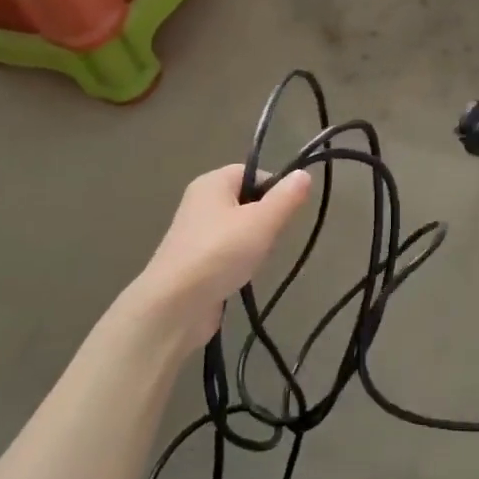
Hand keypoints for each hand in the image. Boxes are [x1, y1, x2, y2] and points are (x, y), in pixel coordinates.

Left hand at [122, 164, 312, 345]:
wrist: (174, 306)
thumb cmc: (220, 253)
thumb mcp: (262, 221)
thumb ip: (286, 197)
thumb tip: (303, 174)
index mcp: (212, 183)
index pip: (253, 172)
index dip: (275, 187)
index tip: (288, 211)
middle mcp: (200, 202)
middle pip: (247, 200)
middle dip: (266, 218)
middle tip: (273, 236)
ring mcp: (195, 233)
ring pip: (239, 228)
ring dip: (254, 242)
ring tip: (257, 259)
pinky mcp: (194, 261)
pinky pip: (227, 251)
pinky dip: (239, 261)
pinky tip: (243, 274)